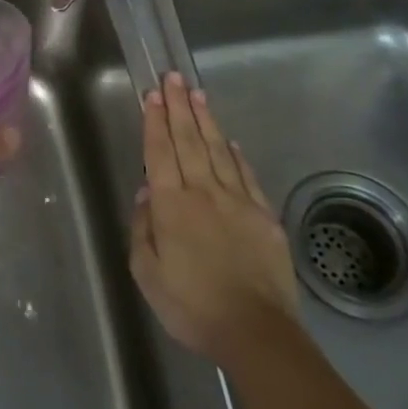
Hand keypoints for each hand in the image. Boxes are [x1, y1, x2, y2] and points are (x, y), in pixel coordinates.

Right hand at [130, 72, 299, 368]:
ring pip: (218, 150)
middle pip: (189, 141)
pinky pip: (246, 176)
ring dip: (206, 120)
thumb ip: (143, 230)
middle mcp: (204, 192)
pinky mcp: (264, 216)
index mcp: (172, 205)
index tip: (153, 95)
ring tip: (197, 94)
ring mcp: (238, 201)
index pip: (160, 153)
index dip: (155, 122)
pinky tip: (230, 141)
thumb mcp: (147, 274)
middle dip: (179, 107)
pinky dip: (236, 155)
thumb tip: (147, 193)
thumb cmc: (192, 306)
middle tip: (173, 77)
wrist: (256, 331)